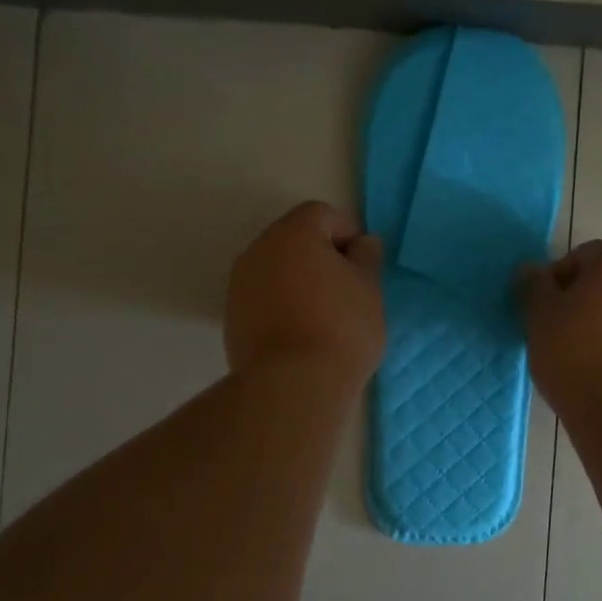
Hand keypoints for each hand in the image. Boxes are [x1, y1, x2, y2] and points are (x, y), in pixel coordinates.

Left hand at [226, 201, 384, 383]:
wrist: (293, 386)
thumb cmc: (341, 328)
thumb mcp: (369, 289)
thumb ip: (366, 257)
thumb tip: (361, 244)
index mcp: (293, 233)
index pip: (323, 214)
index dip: (348, 234)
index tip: (364, 266)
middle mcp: (259, 250)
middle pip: (295, 239)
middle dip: (321, 256)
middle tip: (348, 290)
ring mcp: (240, 285)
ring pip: (277, 269)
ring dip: (300, 281)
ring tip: (325, 316)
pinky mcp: (232, 318)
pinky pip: (264, 298)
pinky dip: (282, 305)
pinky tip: (302, 334)